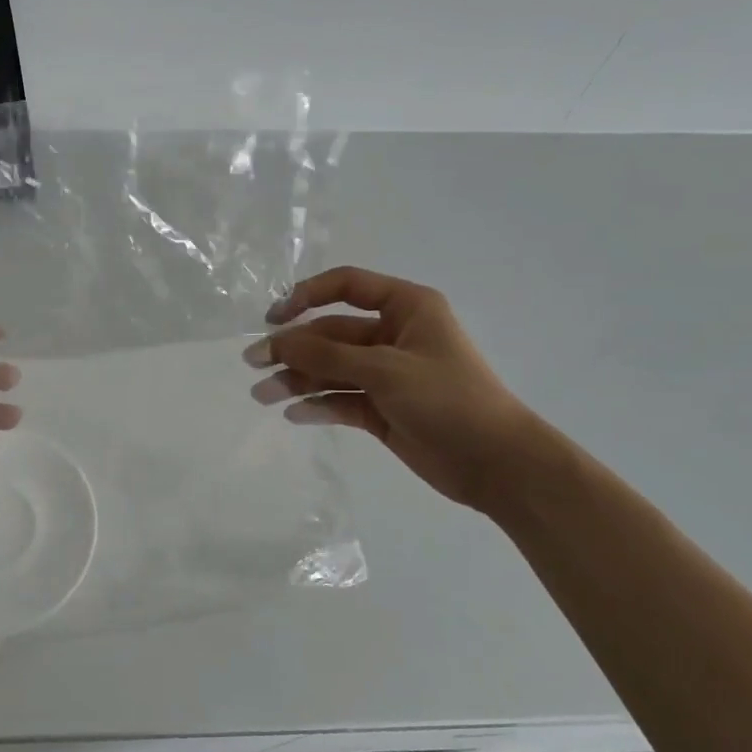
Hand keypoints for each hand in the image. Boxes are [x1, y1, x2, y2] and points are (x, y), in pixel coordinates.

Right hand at [248, 267, 538, 511]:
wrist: (498, 464)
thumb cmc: (448, 400)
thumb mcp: (384, 370)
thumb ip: (326, 356)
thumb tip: (275, 342)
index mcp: (406, 308)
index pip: (346, 286)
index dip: (306, 296)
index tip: (272, 318)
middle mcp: (393, 335)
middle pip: (331, 333)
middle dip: (293, 349)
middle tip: (253, 366)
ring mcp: (386, 374)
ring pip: (332, 369)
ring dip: (298, 380)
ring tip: (263, 396)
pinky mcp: (382, 409)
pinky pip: (341, 400)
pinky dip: (318, 405)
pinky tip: (295, 414)